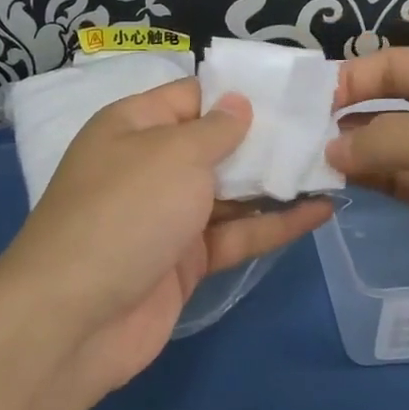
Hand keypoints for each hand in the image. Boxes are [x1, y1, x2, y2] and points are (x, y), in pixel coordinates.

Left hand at [0, 78, 332, 397]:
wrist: (75, 318)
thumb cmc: (125, 212)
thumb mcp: (173, 155)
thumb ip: (216, 130)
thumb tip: (239, 103)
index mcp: (133, 126)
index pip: (192, 97)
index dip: (239, 93)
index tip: (292, 91)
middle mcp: (149, 166)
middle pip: (215, 145)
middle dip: (265, 138)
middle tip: (326, 129)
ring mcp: (167, 216)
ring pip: (229, 192)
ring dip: (275, 182)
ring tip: (333, 167)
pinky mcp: (184, 262)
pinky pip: (234, 235)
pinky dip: (273, 225)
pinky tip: (320, 212)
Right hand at [327, 49, 408, 351]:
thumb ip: (394, 142)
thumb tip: (330, 147)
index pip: (398, 65)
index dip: (352, 78)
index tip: (305, 104)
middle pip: (387, 101)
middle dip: (344, 114)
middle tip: (291, 134)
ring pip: (385, 144)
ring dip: (348, 149)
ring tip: (299, 160)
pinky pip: (393, 180)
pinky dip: (363, 179)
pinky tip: (331, 183)